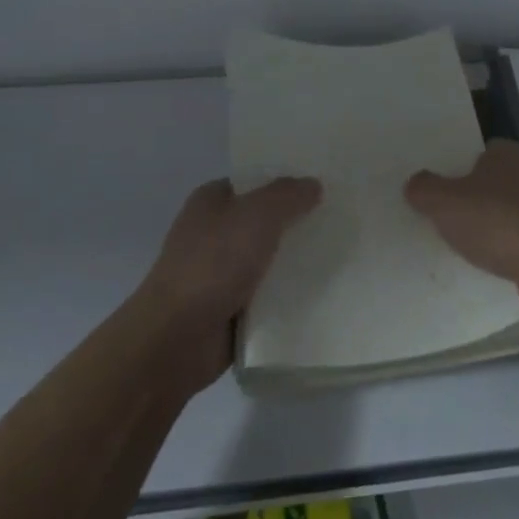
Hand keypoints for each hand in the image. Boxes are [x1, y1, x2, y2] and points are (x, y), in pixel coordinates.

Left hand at [137, 176, 320, 389]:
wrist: (177, 337)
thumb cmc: (214, 264)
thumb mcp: (257, 215)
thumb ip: (288, 195)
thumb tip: (313, 185)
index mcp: (210, 202)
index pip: (254, 182)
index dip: (286, 181)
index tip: (324, 185)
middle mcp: (213, 232)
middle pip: (264, 220)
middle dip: (297, 221)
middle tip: (341, 219)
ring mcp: (219, 272)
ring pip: (269, 258)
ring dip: (296, 261)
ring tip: (341, 254)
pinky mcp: (229, 307)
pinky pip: (267, 293)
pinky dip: (287, 294)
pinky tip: (322, 291)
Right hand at [405, 140, 518, 321]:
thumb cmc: (499, 223)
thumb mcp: (445, 203)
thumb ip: (424, 189)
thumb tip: (416, 183)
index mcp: (509, 153)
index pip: (480, 152)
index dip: (458, 168)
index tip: (440, 191)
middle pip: (495, 183)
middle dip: (475, 200)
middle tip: (447, 220)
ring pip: (511, 213)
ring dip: (493, 228)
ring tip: (467, 248)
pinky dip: (510, 251)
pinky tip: (495, 267)